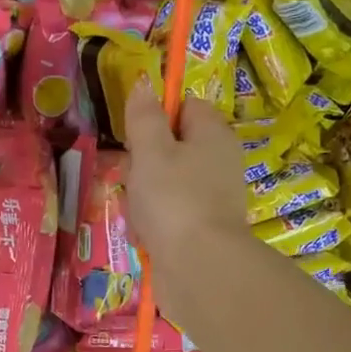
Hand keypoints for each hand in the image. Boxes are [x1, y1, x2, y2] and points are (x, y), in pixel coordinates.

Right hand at [122, 79, 250, 287]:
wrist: (200, 268)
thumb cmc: (174, 199)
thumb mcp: (151, 150)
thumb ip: (144, 116)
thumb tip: (143, 83)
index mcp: (213, 135)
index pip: (185, 107)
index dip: (158, 116)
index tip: (136, 135)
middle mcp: (218, 162)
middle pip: (171, 148)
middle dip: (142, 164)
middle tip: (131, 179)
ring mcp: (212, 198)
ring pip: (164, 185)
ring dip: (142, 199)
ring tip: (137, 215)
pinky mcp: (202, 229)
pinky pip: (168, 216)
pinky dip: (152, 225)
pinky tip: (143, 237)